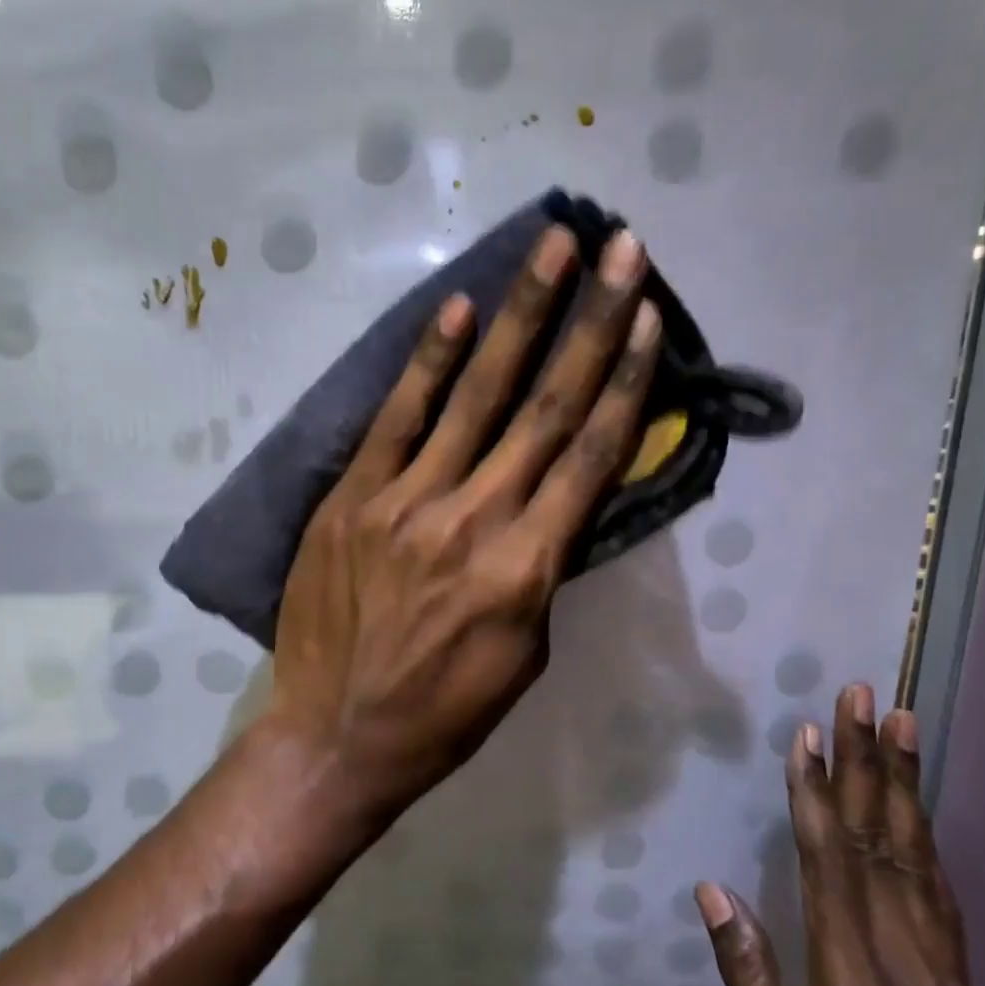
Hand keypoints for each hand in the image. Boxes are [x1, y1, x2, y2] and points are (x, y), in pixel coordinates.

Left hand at [270, 225, 658, 812]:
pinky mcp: (351, 499)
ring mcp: (406, 502)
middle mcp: (474, 520)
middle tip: (620, 247)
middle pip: (546, 407)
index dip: (626, 382)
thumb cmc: (444, 713)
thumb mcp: (526, 655)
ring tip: (551, 248)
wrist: (336, 738)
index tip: (648, 318)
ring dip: (520, 316)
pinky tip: (459, 311)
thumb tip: (556, 502)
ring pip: (475, 396)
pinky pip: (397, 420)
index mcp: (527, 569)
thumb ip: (544, 570)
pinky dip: (428, 363)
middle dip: (590, 321)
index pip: (590, 457)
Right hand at [696, 686, 984, 985]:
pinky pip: (943, 897)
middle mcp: (911, 971)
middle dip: (870, 765)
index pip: (832, 869)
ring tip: (901, 724)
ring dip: (905, 787)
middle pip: (885, 848)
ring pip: (923, 863)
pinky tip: (915, 810)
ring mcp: (948, 980)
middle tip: (866, 697)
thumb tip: (715, 892)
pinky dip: (926, 839)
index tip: (807, 736)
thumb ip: (750, 984)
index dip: (816, 796)